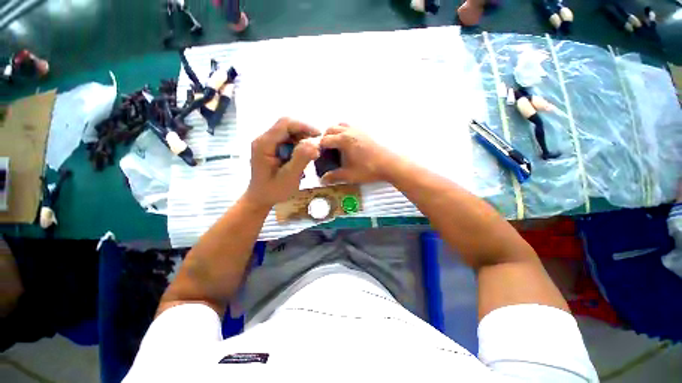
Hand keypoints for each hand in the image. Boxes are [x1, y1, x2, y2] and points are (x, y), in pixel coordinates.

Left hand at [245, 118, 320, 207]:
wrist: (260, 198)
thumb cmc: (273, 190)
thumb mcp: (289, 177)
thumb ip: (300, 159)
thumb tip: (315, 144)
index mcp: (264, 144)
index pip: (285, 124)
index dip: (304, 126)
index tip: (319, 136)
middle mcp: (264, 139)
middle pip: (287, 126)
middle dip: (305, 133)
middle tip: (318, 146)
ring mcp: (268, 143)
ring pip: (289, 132)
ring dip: (303, 139)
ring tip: (312, 153)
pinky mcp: (272, 147)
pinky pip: (288, 140)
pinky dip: (299, 145)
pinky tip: (304, 155)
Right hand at [319, 124, 398, 183]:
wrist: (390, 164)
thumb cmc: (369, 169)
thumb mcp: (349, 175)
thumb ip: (334, 176)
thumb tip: (323, 180)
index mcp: (343, 140)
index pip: (325, 140)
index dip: (319, 148)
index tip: (319, 155)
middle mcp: (349, 131)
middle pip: (331, 129)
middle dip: (325, 138)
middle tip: (326, 150)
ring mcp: (359, 129)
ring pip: (341, 125)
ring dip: (335, 132)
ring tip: (336, 144)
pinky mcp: (366, 131)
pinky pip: (351, 126)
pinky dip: (345, 131)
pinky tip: (349, 142)